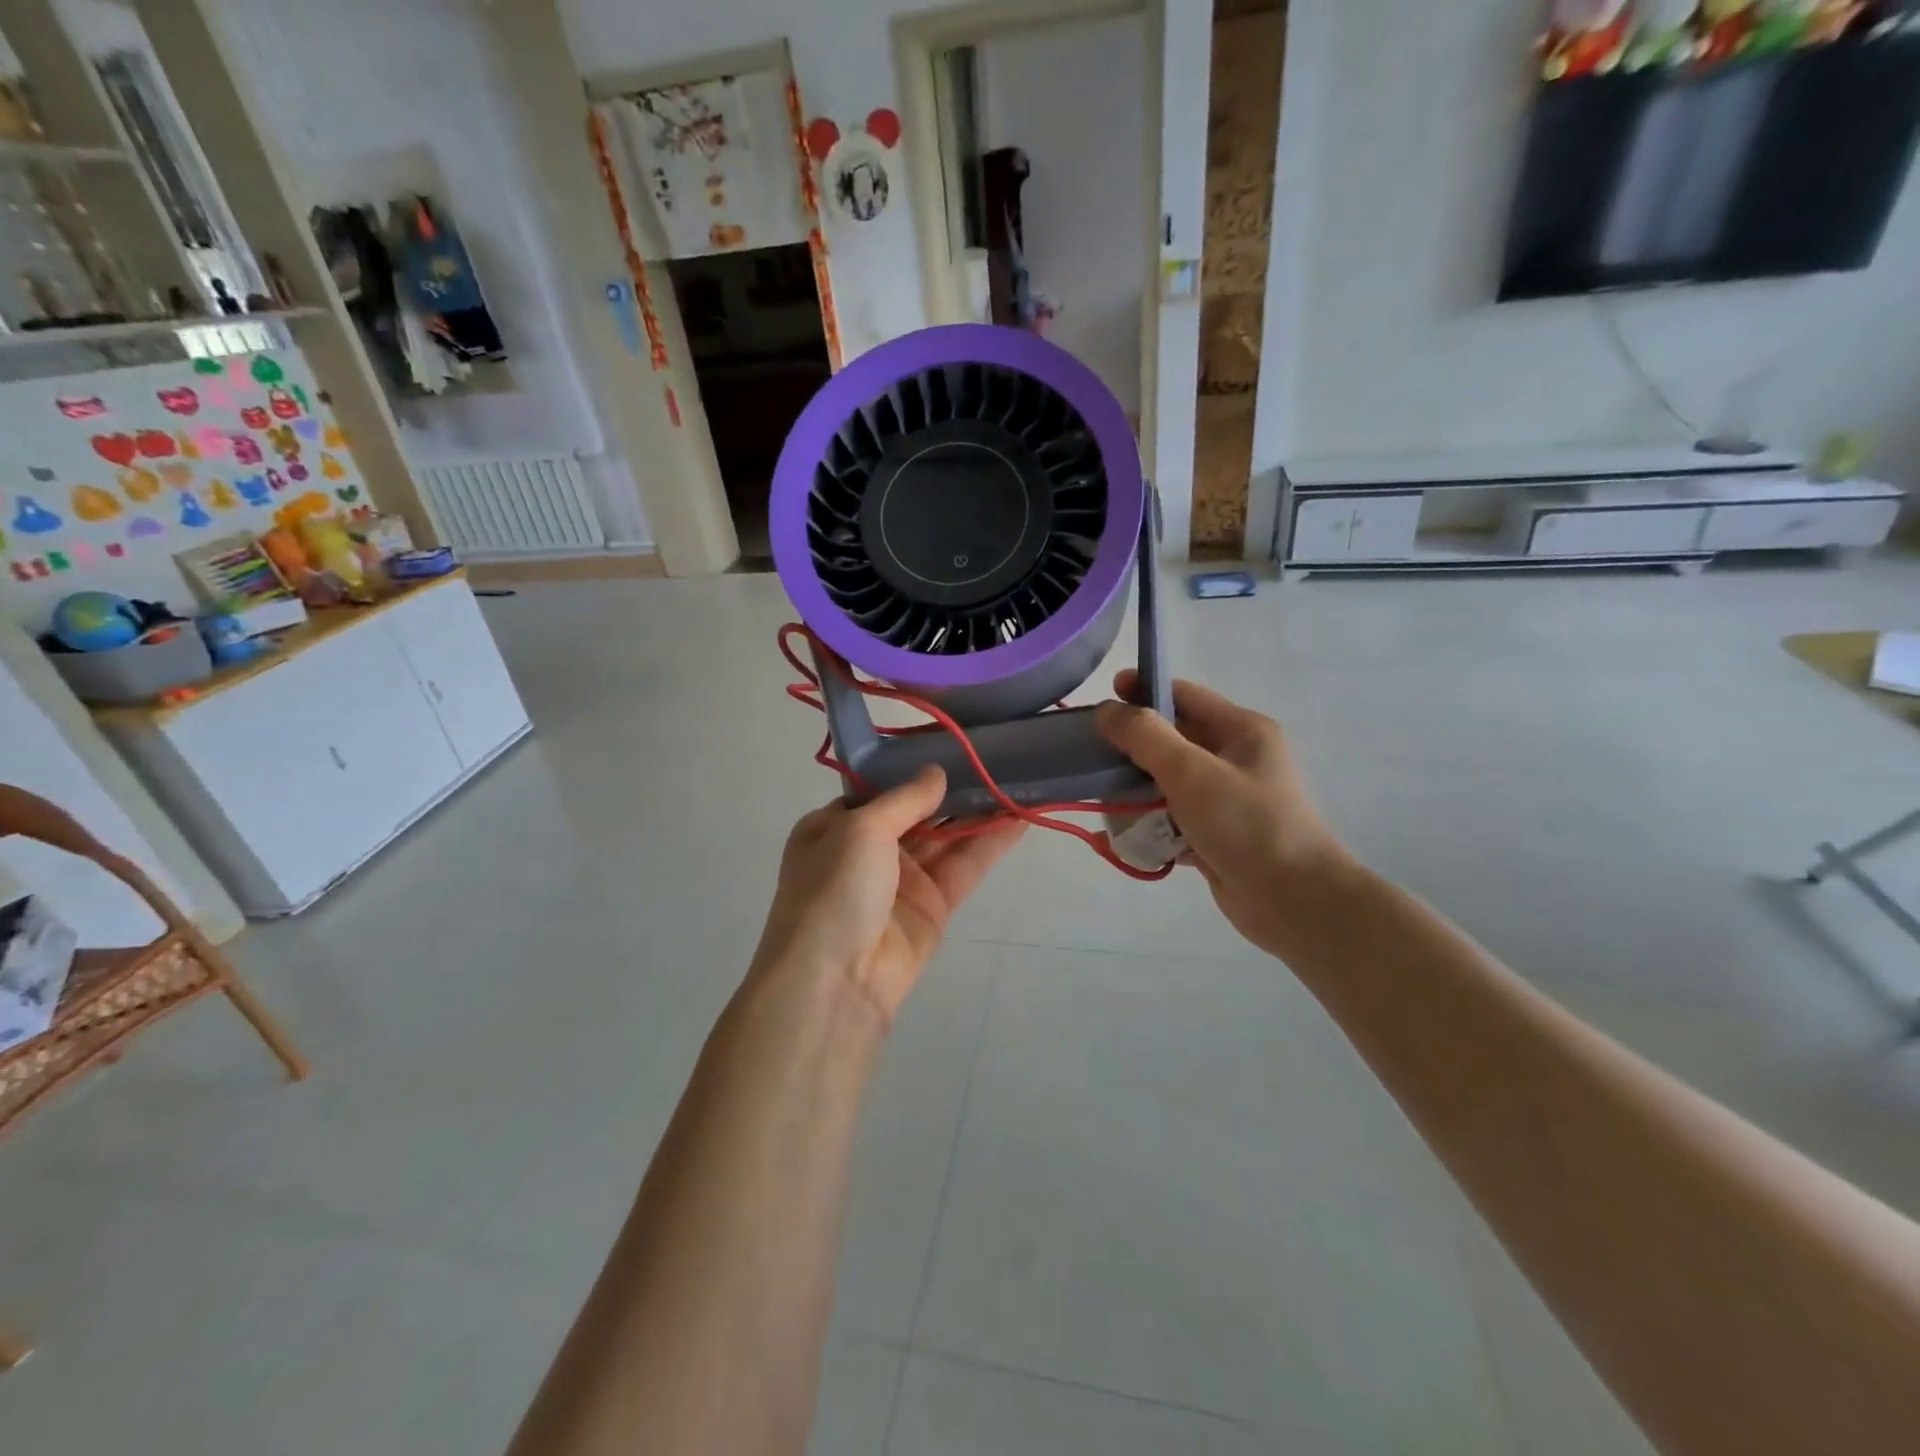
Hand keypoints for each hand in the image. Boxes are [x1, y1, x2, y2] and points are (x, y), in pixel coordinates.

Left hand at [752, 766, 1024, 1022]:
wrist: (836, 981)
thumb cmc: (834, 889)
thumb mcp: (861, 829)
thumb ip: (905, 798)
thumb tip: (936, 772)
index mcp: (835, 826)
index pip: (879, 789)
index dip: (914, 768)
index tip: (951, 743)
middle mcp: (868, 849)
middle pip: (918, 811)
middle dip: (953, 788)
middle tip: (995, 756)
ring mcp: (902, 879)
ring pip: (946, 837)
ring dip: (978, 812)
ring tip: (1017, 779)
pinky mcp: (933, 906)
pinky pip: (964, 866)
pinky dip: (990, 844)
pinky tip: (1019, 818)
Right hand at [1096, 672, 1355, 956]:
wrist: (1294, 903)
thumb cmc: (1246, 825)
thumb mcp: (1192, 772)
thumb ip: (1146, 737)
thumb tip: (1107, 711)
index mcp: (1242, 731)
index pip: (1184, 696)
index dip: (1143, 691)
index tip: (1102, 700)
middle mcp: (1237, 759)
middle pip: (1173, 740)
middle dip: (1133, 747)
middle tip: (1092, 754)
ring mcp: (1228, 799)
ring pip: (1169, 782)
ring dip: (1137, 790)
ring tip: (1103, 800)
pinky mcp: (1217, 835)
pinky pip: (1174, 819)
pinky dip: (1150, 825)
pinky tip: (1121, 837)